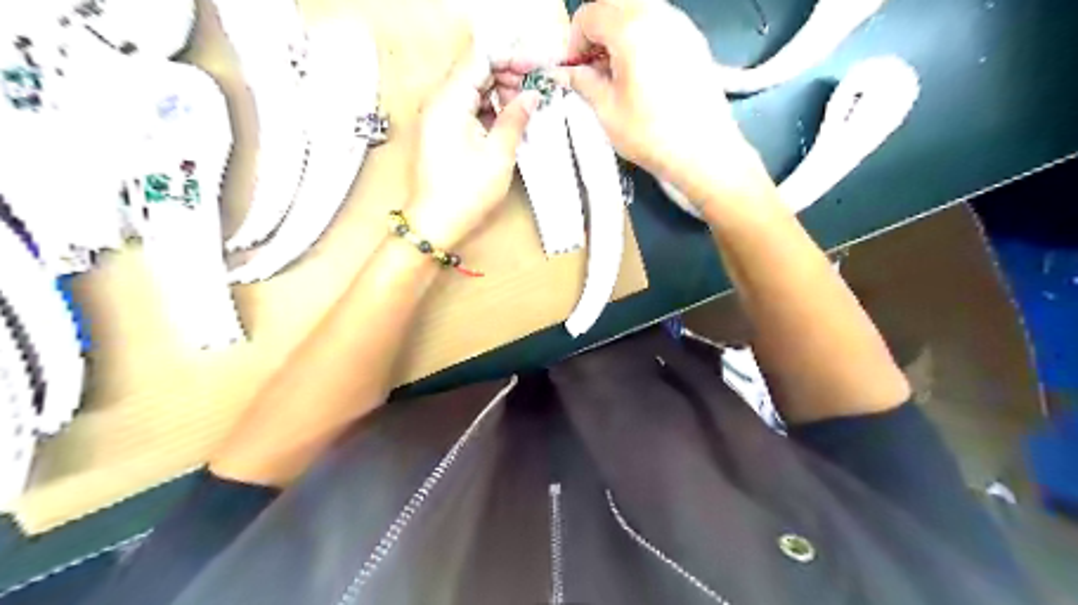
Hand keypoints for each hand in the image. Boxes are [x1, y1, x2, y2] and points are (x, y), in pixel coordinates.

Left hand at [405, 51, 539, 248]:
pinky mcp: (442, 132)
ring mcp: (438, 117)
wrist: (435, 224)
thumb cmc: (466, 192)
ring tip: (526, 106)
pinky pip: (466, 108)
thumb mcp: (498, 155)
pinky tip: (509, 119)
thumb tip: (532, 96)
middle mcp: (438, 102)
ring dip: (499, 92)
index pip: (479, 59)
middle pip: (474, 71)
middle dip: (506, 74)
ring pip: (471, 90)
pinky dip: (488, 109)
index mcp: (448, 101)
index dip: (509, 58)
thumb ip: (515, 119)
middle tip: (535, 89)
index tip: (535, 68)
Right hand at [567, 1, 769, 204]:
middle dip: (596, 34)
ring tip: (616, 74)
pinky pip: (659, 25)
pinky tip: (641, 74)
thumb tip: (566, 71)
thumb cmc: (650, 134)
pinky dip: (642, 39)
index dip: (574, 42)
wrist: (703, 152)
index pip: (590, 15)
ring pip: (638, 12)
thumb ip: (583, 82)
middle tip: (592, 69)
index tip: (573, 71)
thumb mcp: (607, 111)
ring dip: (618, 34)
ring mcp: (681, 25)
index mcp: (631, 28)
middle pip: (615, 6)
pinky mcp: (695, 42)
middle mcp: (658, 15)